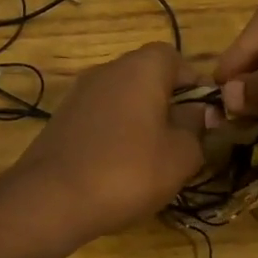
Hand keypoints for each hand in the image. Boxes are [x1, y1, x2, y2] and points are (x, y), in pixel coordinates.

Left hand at [4, 41, 206, 243]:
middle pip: (147, 78)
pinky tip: (119, 169)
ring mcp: (79, 95)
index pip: (175, 58)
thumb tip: (198, 113)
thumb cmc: (128, 172)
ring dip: (140, 122)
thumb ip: (196, 129)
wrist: (51, 200)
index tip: (205, 116)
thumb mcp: (181, 156)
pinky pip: (100, 120)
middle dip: (168, 105)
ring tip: (152, 161)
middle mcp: (107, 71)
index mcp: (141, 68)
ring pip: (122, 100)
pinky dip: (114, 136)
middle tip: (182, 142)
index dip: (194, 84)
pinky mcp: (61, 121)